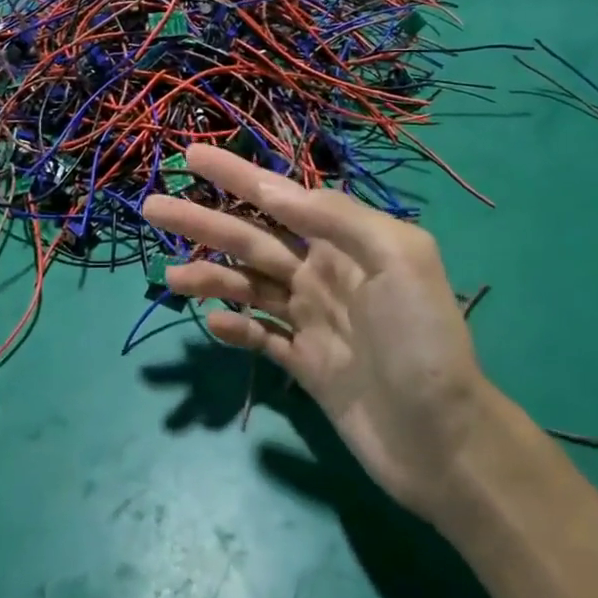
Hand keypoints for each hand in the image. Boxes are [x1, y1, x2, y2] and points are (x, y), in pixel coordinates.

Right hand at [142, 145, 498, 525]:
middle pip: (251, 239)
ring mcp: (311, 321)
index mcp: (346, 242)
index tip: (192, 155)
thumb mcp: (397, 258)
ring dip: (208, 276)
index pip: (280, 198)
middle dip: (204, 222)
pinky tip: (213, 325)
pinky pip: (260, 338)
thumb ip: (337, 217)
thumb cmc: (422, 340)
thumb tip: (273, 187)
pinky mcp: (305, 365)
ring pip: (247, 287)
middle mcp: (323, 274)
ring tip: (170, 275)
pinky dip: (234, 328)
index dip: (237, 175)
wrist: (444, 441)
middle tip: (152, 207)